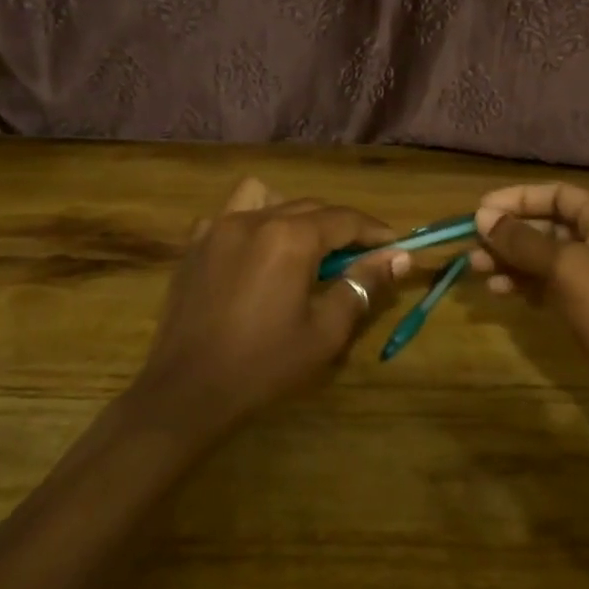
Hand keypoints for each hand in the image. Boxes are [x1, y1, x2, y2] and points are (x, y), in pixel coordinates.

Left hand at [132, 177, 405, 438]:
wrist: (188, 391)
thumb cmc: (264, 364)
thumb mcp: (326, 330)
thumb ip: (363, 284)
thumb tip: (400, 257)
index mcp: (289, 237)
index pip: (345, 219)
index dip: (375, 232)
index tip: (396, 246)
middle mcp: (253, 219)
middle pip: (310, 206)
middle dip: (340, 226)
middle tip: (360, 255)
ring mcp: (216, 228)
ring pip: (265, 197)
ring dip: (291, 212)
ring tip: (302, 246)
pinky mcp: (193, 246)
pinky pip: (227, 215)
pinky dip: (249, 223)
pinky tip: (254, 255)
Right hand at [471, 182, 588, 438]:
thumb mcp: (570, 268)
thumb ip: (524, 241)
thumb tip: (482, 216)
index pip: (558, 195)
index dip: (517, 199)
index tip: (479, 211)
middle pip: (550, 227)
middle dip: (510, 234)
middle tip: (472, 247)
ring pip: (548, 260)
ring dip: (513, 262)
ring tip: (478, 271)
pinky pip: (554, 288)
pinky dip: (528, 287)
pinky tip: (503, 294)